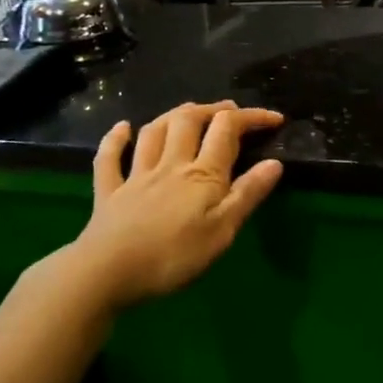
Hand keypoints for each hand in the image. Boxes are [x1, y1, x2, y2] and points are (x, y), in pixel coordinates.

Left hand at [77, 101, 285, 307]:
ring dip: (173, 116)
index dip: (251, 117)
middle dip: (212, 109)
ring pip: (154, 132)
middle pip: (189, 120)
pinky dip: (115, 139)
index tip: (274, 119)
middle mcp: (170, 164)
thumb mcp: (222, 231)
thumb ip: (247, 195)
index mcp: (202, 174)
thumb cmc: (173, 256)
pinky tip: (122, 127)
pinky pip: (110, 158)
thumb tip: (275, 163)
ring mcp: (136, 175)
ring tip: (188, 112)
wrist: (107, 273)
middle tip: (229, 111)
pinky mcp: (109, 192)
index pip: (227, 130)